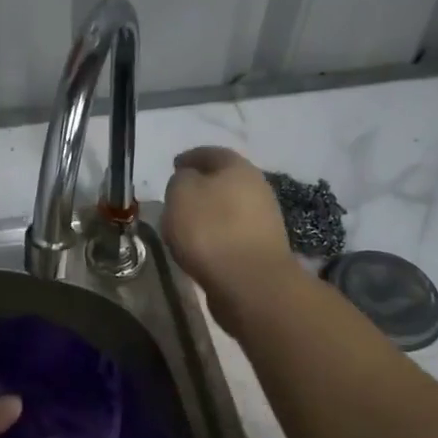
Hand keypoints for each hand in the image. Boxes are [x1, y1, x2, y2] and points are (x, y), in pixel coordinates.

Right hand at [162, 147, 297, 303]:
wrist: (250, 284)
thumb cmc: (210, 230)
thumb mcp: (181, 193)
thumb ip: (181, 180)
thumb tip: (189, 181)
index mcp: (238, 167)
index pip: (211, 153)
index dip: (190, 157)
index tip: (173, 166)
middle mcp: (257, 188)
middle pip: (224, 180)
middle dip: (201, 186)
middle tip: (178, 197)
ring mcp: (264, 220)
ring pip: (229, 208)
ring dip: (209, 213)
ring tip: (185, 226)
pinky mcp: (263, 249)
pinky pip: (232, 234)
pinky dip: (216, 236)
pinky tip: (201, 248)